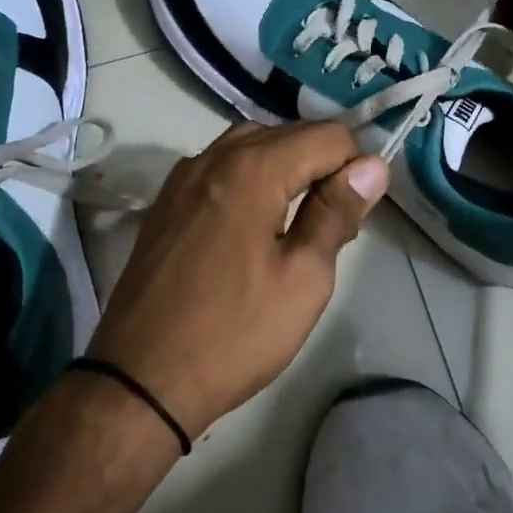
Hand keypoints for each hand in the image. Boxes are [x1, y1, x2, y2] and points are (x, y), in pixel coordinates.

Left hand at [86, 122, 388, 440]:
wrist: (139, 380)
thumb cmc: (234, 333)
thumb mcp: (304, 278)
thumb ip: (337, 212)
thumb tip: (373, 166)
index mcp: (252, 169)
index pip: (327, 135)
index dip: (356, 167)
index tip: (355, 215)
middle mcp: (214, 157)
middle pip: (289, 132)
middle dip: (323, 165)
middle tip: (333, 226)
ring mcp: (183, 177)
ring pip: (252, 144)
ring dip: (286, 166)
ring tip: (297, 220)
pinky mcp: (166, 202)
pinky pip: (221, 166)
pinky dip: (251, 176)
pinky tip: (254, 222)